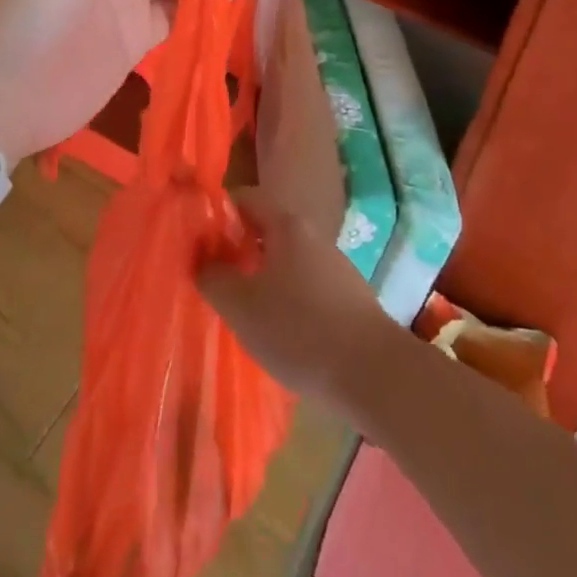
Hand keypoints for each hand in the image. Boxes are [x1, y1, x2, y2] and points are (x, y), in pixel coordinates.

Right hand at [197, 189, 400, 407]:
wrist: (376, 376)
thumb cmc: (299, 330)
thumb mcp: (241, 306)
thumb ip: (213, 278)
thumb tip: (203, 261)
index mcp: (286, 225)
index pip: (245, 200)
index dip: (219, 215)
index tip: (200, 242)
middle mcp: (313, 236)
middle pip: (267, 231)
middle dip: (239, 250)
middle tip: (217, 278)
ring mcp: (336, 268)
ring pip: (288, 262)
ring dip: (264, 278)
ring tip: (245, 311)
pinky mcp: (350, 299)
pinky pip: (307, 288)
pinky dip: (289, 301)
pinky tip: (282, 333)